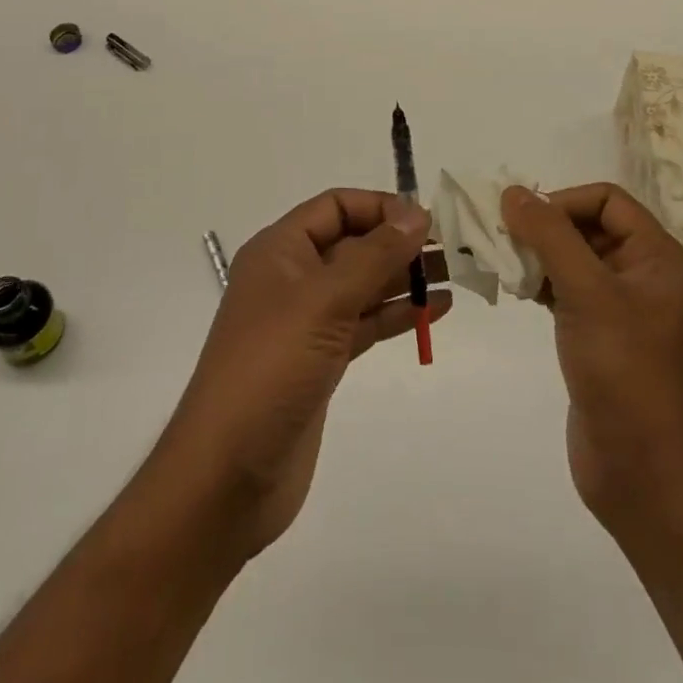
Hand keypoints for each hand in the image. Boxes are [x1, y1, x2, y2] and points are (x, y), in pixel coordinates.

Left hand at [155, 189, 447, 559]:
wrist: (228, 475)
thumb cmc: (271, 369)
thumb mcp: (324, 301)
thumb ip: (374, 255)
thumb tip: (416, 213)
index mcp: (279, 251)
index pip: (335, 207)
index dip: (379, 207)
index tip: (425, 221)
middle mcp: (292, 278)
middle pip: (352, 243)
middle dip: (398, 242)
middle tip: (452, 249)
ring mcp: (306, 322)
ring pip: (362, 285)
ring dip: (404, 278)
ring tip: (454, 275)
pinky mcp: (321, 361)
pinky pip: (364, 323)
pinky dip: (396, 315)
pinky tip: (434, 311)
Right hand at [501, 183, 682, 533]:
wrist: (641, 471)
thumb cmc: (622, 370)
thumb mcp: (586, 293)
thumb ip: (549, 236)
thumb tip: (513, 192)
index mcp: (658, 257)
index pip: (607, 200)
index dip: (564, 201)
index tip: (524, 222)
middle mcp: (643, 274)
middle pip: (589, 225)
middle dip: (545, 227)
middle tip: (503, 240)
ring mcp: (621, 307)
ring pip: (573, 257)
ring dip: (537, 254)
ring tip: (503, 265)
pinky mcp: (599, 334)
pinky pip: (567, 289)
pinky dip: (540, 282)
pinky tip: (515, 290)